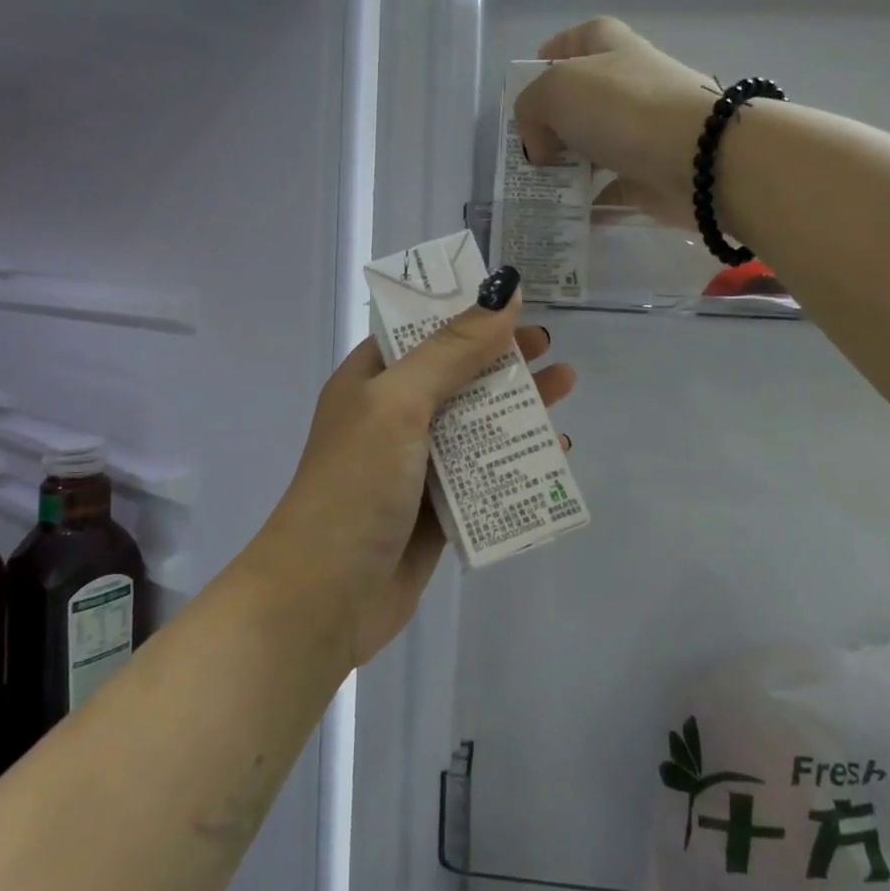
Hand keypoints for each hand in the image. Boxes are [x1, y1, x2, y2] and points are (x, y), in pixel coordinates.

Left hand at [250, 283, 574, 668]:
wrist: (324, 597)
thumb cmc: (356, 484)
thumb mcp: (399, 402)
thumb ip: (452, 350)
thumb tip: (503, 293)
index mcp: (370, 382)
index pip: (420, 332)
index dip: (464, 314)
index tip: (511, 303)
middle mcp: (390, 418)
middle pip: (455, 376)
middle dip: (501, 360)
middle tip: (549, 348)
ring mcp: (413, 466)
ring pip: (474, 425)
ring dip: (516, 407)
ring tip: (565, 387)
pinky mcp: (435, 511)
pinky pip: (482, 475)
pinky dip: (515, 460)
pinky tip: (554, 454)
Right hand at [513, 17, 718, 226]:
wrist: (701, 157)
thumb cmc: (624, 108)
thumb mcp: (555, 92)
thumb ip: (530, 111)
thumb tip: (542, 147)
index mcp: (610, 46)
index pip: (575, 40)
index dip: (550, 59)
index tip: (528, 91)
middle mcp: (629, 82)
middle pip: (581, 99)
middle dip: (551, 125)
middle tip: (528, 151)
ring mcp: (644, 128)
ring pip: (595, 145)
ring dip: (569, 166)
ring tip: (541, 189)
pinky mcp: (653, 171)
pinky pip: (613, 188)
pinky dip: (592, 202)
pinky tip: (570, 214)